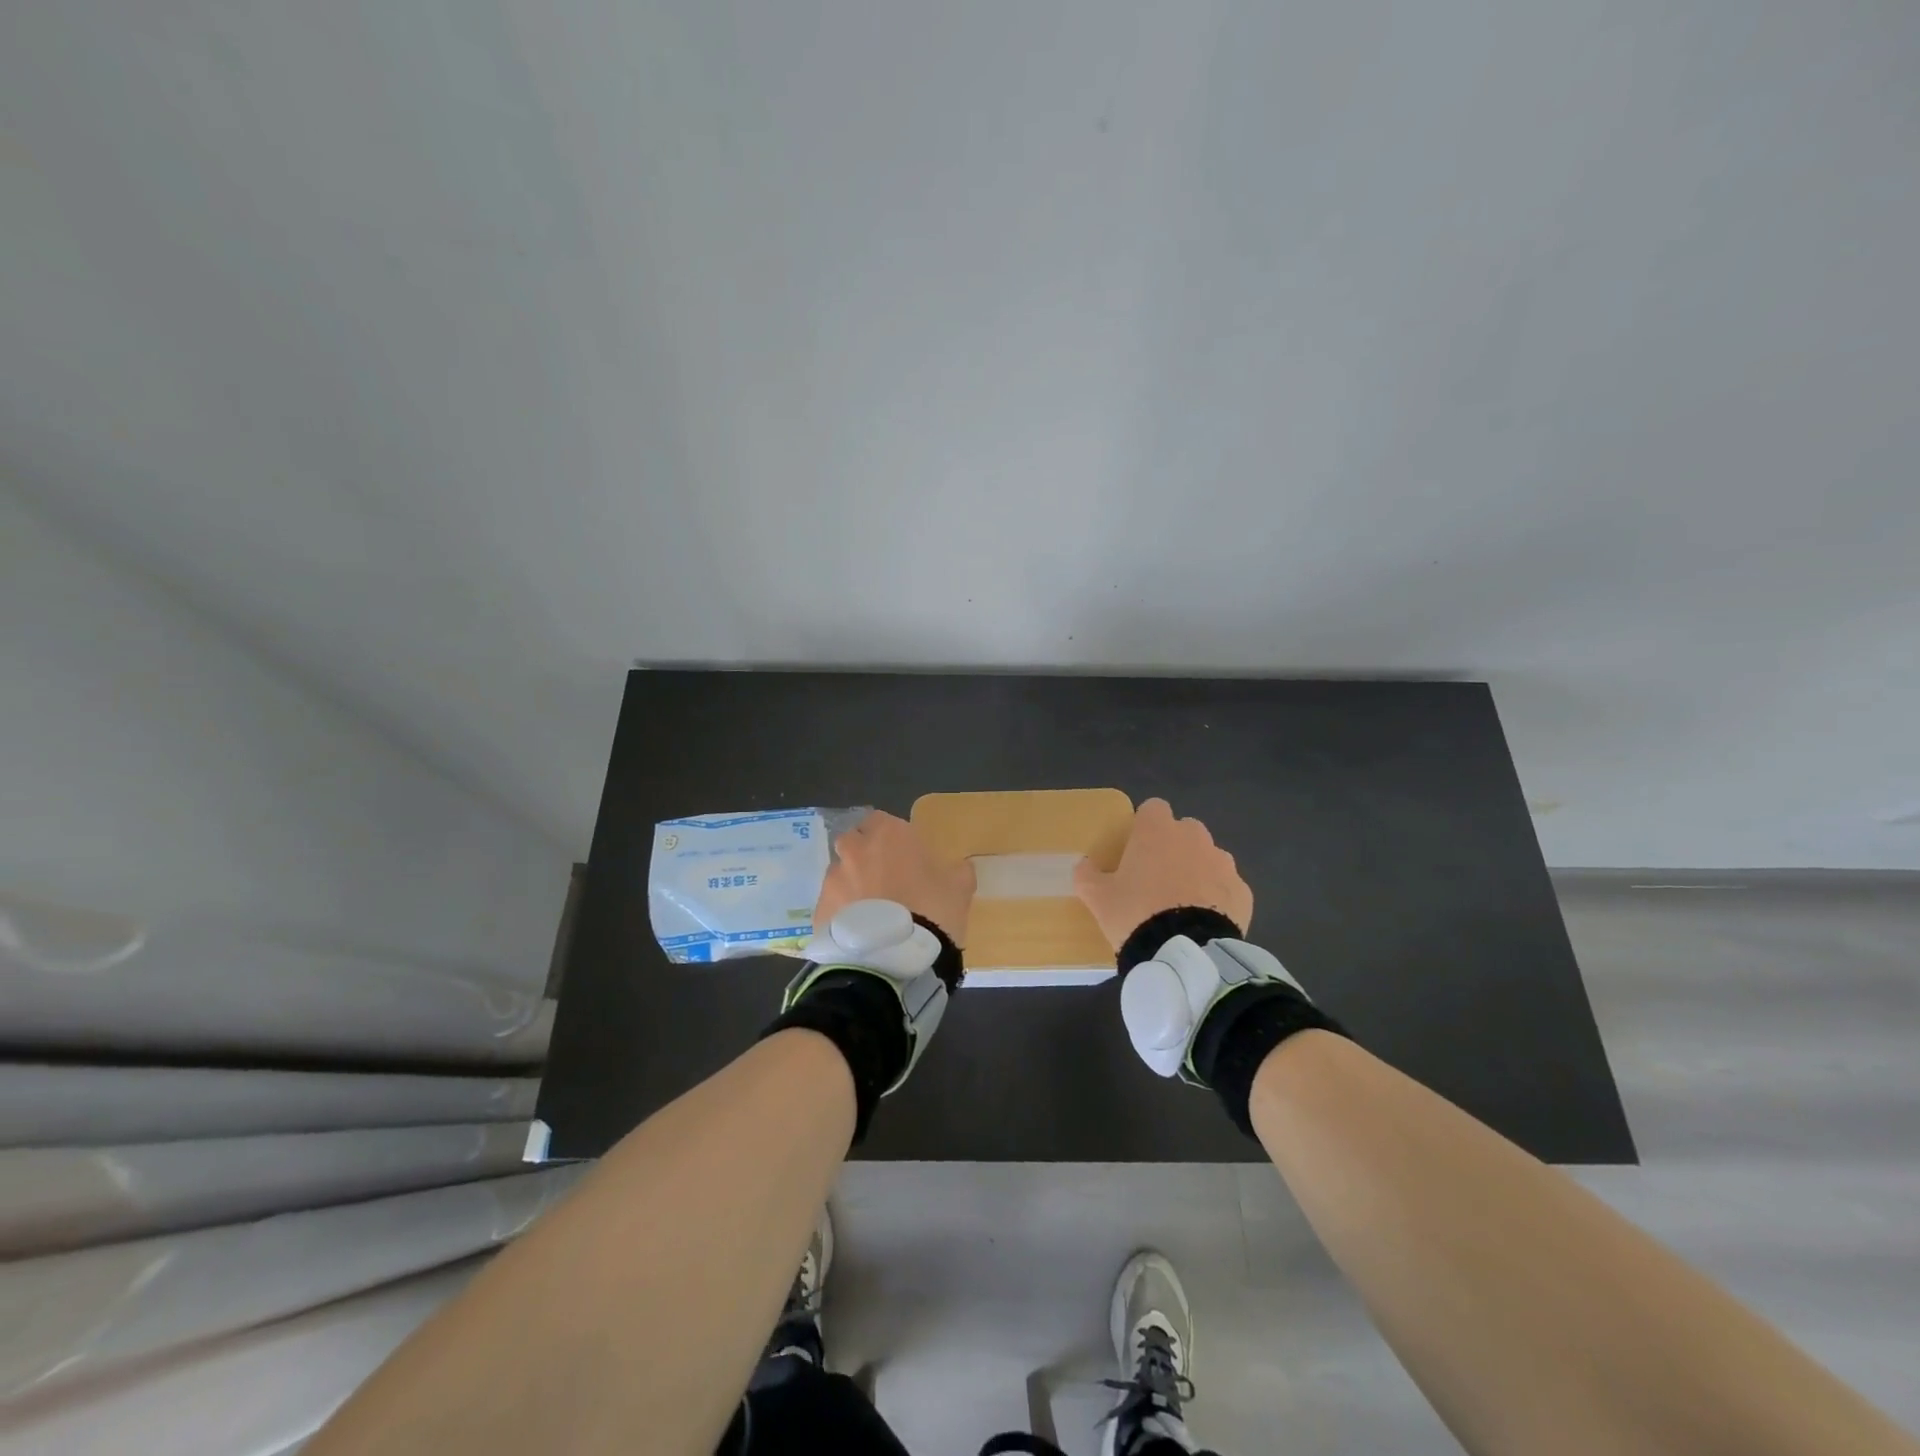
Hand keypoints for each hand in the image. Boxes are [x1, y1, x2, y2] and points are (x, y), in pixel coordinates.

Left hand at [814, 810, 975, 945]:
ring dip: (851, 885)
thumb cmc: (932, 912)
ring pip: (840, 873)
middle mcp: (855, 850)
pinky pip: (831, 904)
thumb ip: (957, 871)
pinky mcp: (819, 909)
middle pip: (854, 842)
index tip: (904, 856)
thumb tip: (958, 867)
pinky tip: (857, 933)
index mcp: (889, 835)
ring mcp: (833, 880)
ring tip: (870, 913)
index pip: (881, 820)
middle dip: (865, 855)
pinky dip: (841, 913)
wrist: (894, 960)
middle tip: (885, 881)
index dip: (891, 838)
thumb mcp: (960, 889)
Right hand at [1073, 797, 1252, 949]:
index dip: (1144, 826)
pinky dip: (1218, 898)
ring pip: (1209, 857)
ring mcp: (1223, 863)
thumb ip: (1088, 875)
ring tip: (1182, 904)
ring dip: (1197, 871)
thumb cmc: (1135, 913)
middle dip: (1174, 847)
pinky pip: (1227, 887)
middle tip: (1156, 878)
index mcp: (1157, 830)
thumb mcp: (1097, 897)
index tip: (1136, 848)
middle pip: (1184, 830)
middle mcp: (1194, 837)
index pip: (1153, 808)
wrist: (1185, 952)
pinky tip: (1204, 921)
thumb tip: (1085, 865)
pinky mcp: (1243, 892)